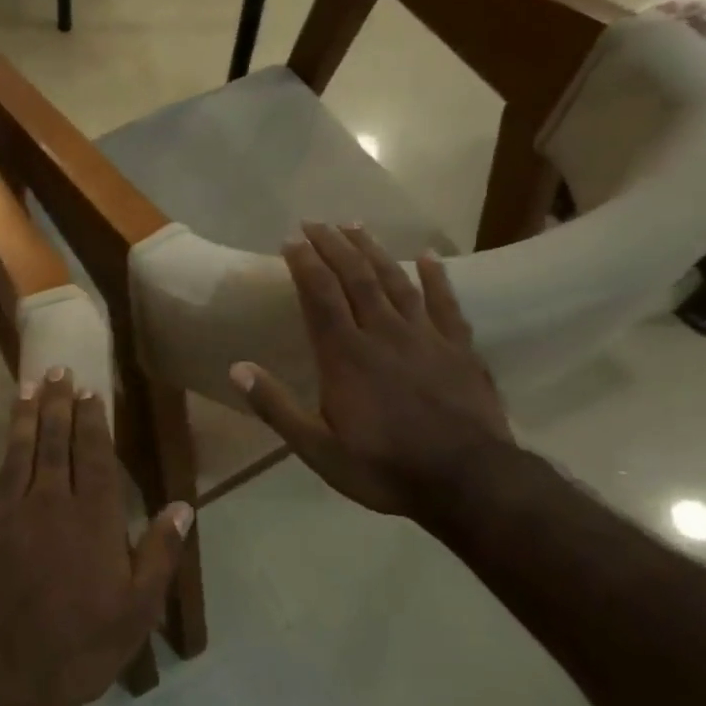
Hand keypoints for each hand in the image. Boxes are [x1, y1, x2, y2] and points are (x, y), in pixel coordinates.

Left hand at [0, 370, 191, 705]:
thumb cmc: (78, 646)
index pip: (93, 454)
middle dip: (56, 404)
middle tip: (55, 370)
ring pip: (15, 455)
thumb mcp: (136, 610)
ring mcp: (5, 516)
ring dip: (20, 419)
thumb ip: (160, 554)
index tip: (88, 390)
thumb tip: (183, 506)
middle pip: (53, 442)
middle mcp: (48, 503)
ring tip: (24, 387)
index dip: (91, 419)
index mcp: (92, 517)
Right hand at [231, 224, 511, 520]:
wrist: (469, 482)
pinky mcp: (460, 348)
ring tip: (356, 226)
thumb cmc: (385, 468)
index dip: (304, 263)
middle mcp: (382, 334)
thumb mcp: (318, 450)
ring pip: (395, 281)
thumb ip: (277, 407)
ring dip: (374, 251)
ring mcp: (425, 337)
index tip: (290, 239)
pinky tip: (428, 256)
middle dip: (333, 246)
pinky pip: (445, 303)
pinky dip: (436, 277)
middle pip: (355, 278)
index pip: (320, 296)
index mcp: (345, 356)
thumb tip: (237, 368)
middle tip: (316, 222)